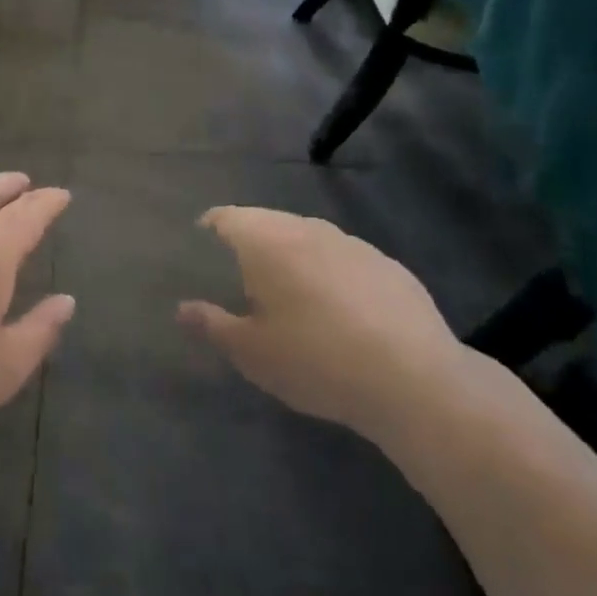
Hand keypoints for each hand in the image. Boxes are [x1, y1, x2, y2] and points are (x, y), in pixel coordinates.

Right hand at [178, 207, 470, 447]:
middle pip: (267, 222)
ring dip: (293, 256)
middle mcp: (307, 228)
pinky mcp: (387, 264)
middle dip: (250, 244)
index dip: (209, 229)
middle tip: (241, 280)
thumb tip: (183, 308)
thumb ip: (212, 325)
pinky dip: (330, 273)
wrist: (414, 378)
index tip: (200, 251)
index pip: (226, 217)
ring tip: (290, 295)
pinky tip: (340, 311)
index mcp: (266, 241)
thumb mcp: (252, 353)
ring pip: (308, 237)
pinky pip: (344, 259)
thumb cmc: (316, 360)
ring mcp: (351, 243)